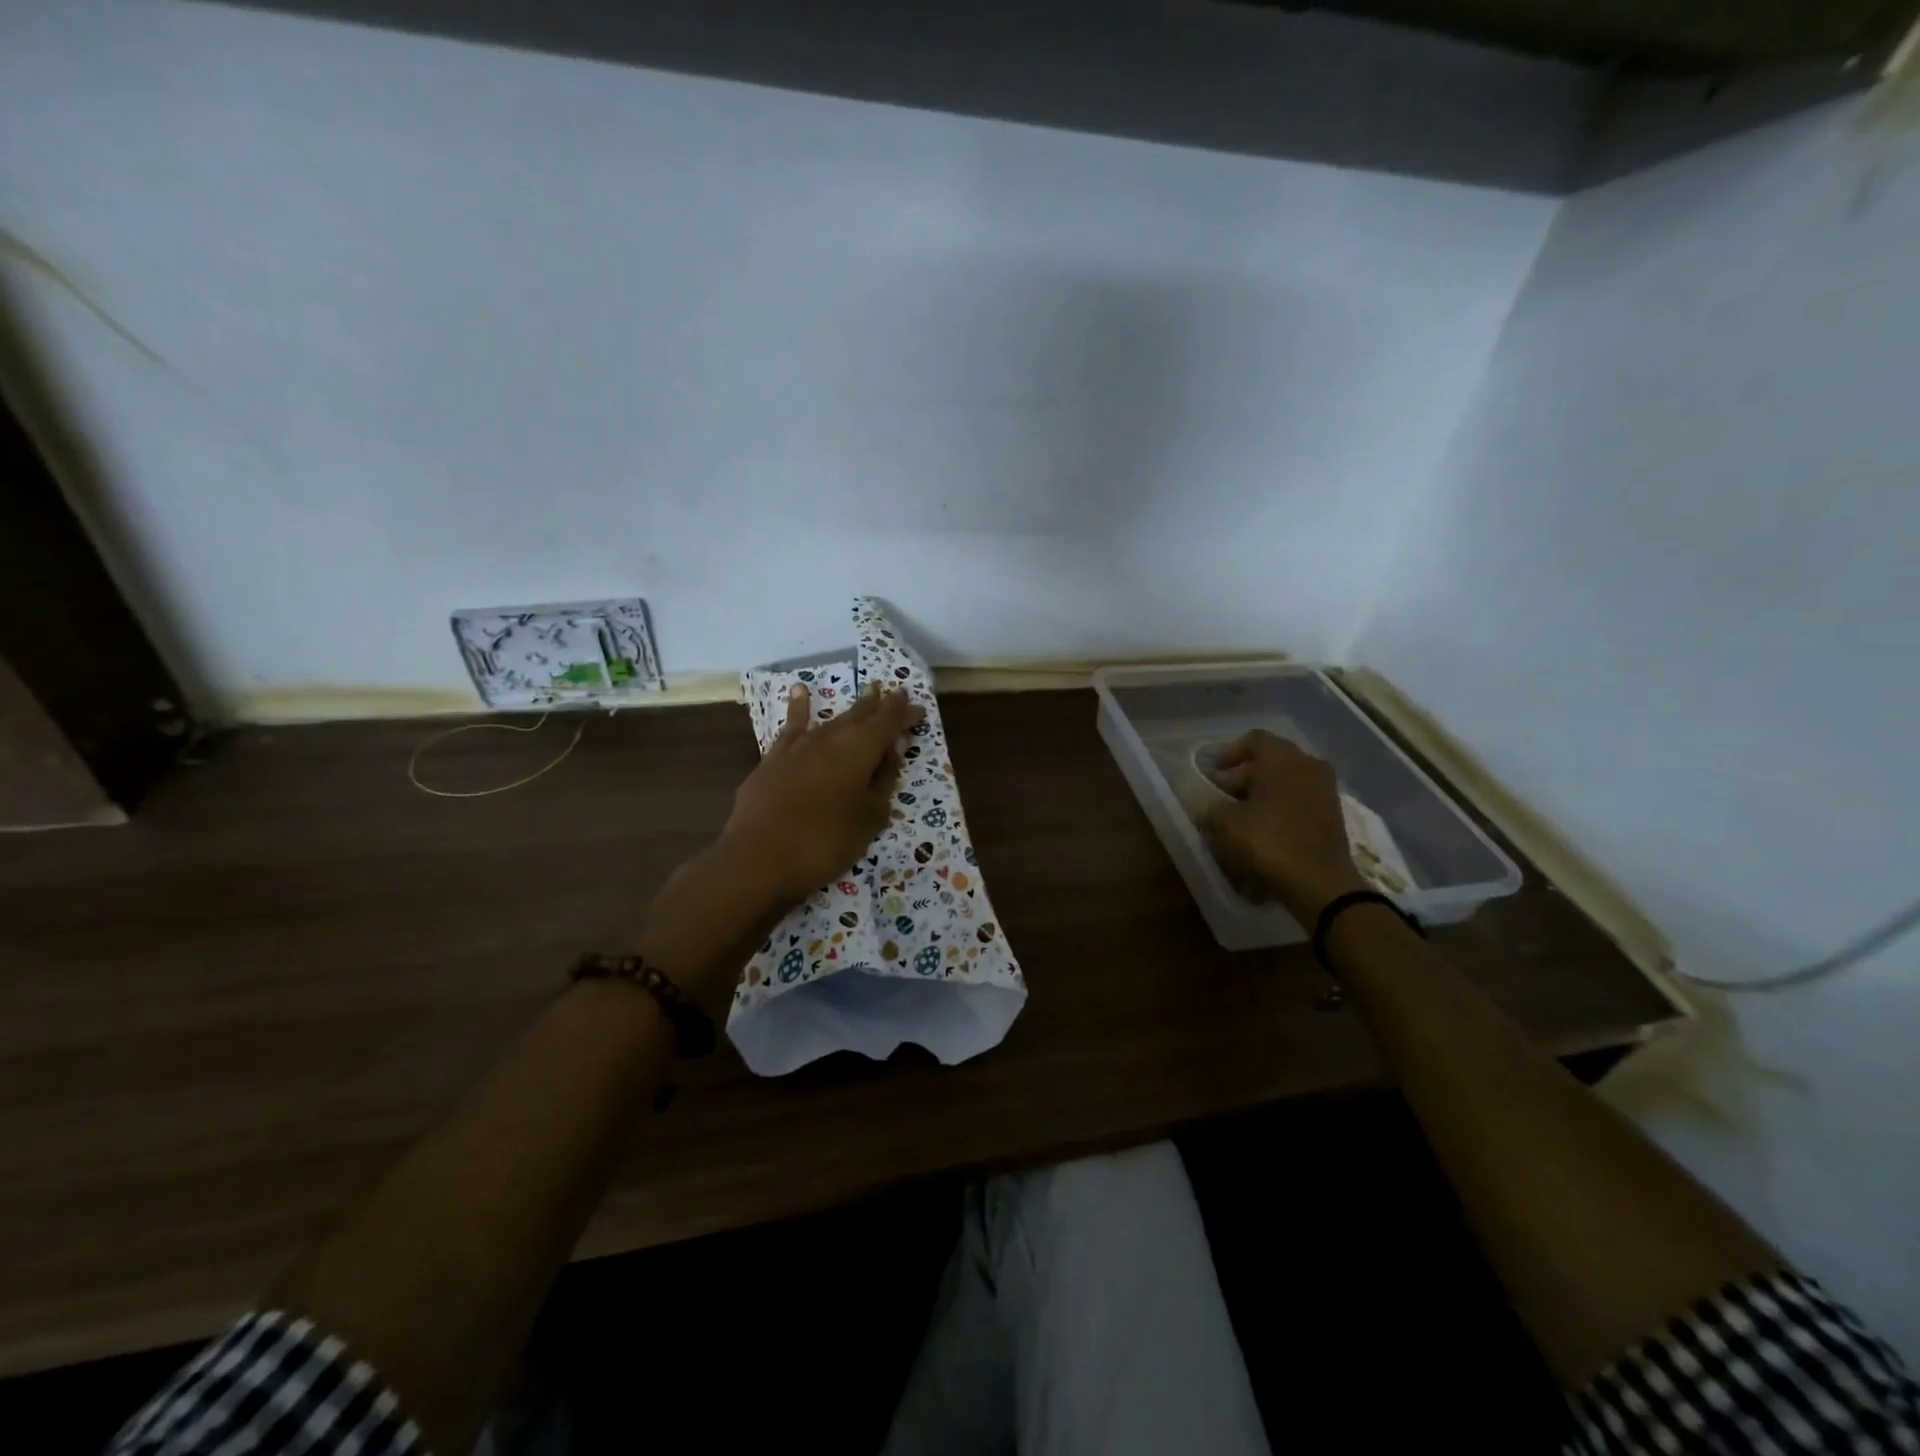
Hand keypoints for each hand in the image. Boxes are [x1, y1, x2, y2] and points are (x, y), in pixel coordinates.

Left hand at [721, 682, 924, 906]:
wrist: (758, 858)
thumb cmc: (825, 842)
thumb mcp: (869, 817)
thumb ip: (884, 778)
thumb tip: (894, 746)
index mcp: (860, 750)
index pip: (888, 723)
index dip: (904, 714)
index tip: (919, 708)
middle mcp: (831, 738)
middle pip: (861, 715)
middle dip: (881, 705)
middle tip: (896, 692)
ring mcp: (799, 746)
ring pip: (832, 719)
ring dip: (853, 707)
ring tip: (867, 691)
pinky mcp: (774, 759)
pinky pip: (792, 726)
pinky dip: (799, 708)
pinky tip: (799, 692)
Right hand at [1201, 730, 1366, 923]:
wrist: (1320, 882)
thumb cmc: (1269, 841)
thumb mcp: (1226, 823)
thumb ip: (1212, 809)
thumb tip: (1209, 809)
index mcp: (1282, 758)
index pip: (1254, 739)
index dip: (1230, 753)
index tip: (1214, 773)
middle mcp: (1308, 765)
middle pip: (1270, 760)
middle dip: (1243, 775)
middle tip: (1222, 796)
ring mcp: (1325, 789)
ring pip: (1286, 780)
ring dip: (1262, 792)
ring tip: (1241, 815)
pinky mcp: (1333, 813)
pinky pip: (1299, 799)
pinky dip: (1280, 806)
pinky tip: (1263, 828)